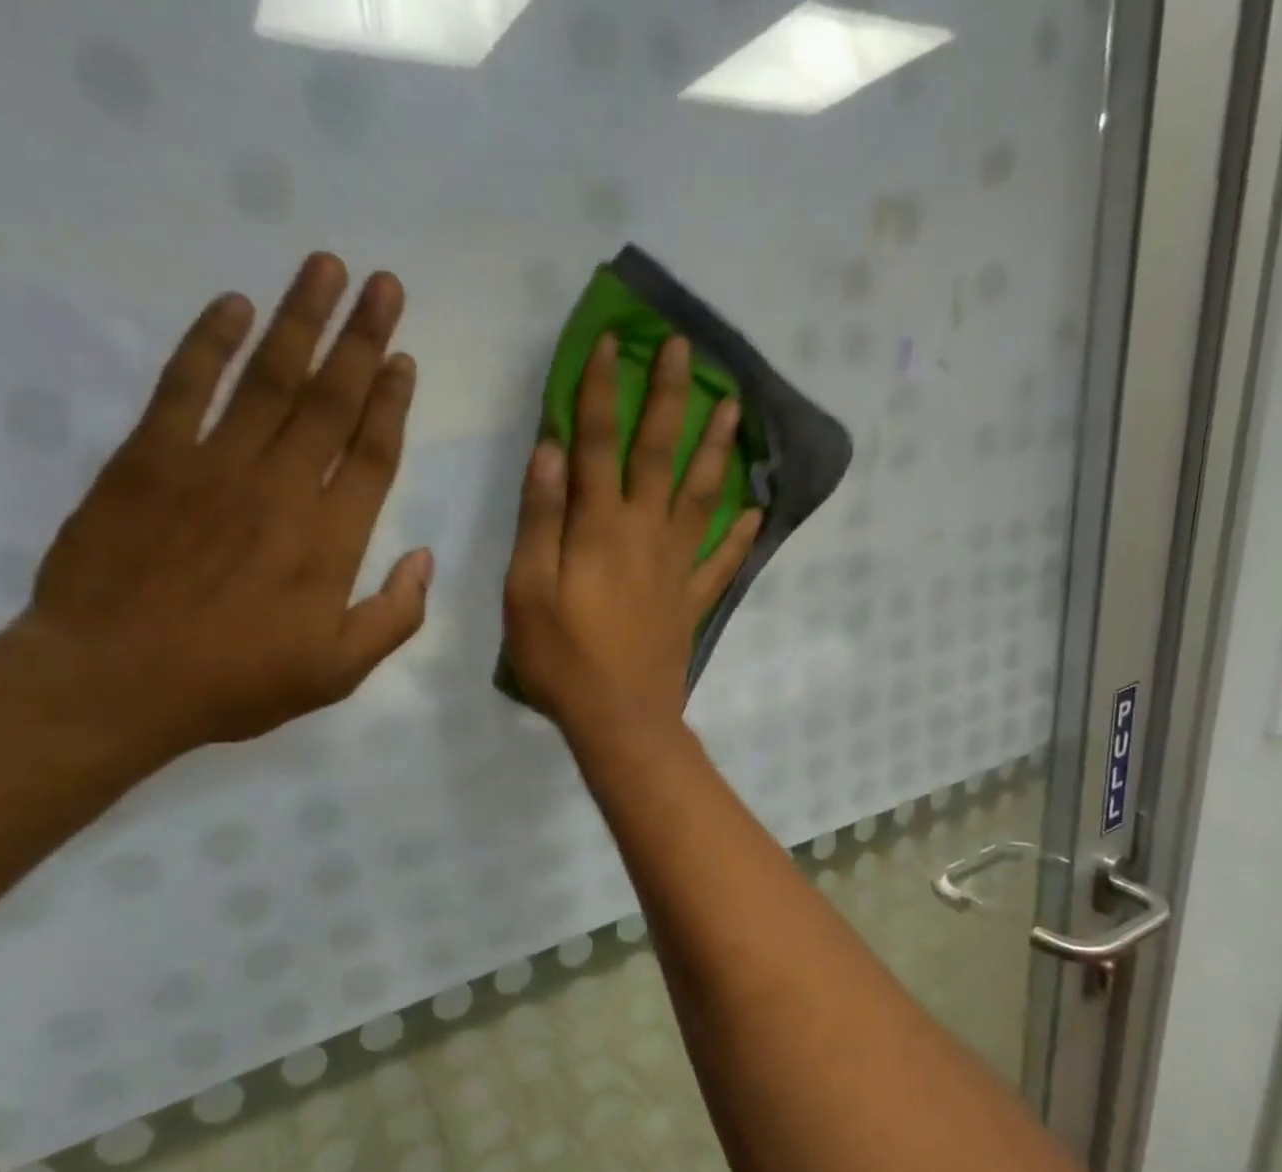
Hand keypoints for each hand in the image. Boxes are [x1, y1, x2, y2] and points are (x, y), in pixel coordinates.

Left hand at [5, 253, 430, 758]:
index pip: (372, 453)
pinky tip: (233, 305)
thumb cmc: (237, 682)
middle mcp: (281, 489)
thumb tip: (425, 559)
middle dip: (361, 339)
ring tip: (325, 268)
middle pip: (330, 401)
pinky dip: (209, 343)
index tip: (404, 357)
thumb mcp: (339, 671)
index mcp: (331, 541)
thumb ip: (394, 616)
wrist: (113, 681)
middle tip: (383, 284)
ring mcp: (212, 467)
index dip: (391, 402)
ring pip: (268, 379)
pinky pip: (184, 386)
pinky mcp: (148, 459)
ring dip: (300, 320)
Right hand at [503, 333, 759, 751]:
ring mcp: (676, 567)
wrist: (619, 719)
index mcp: (599, 526)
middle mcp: (644, 533)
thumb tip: (551, 450)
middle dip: (671, 397)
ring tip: (735, 408)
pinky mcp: (691, 601)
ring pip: (702, 496)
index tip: (612, 342)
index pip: (597, 442)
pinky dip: (739, 536)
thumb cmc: (562, 658)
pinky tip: (755, 513)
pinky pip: (721, 562)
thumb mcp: (527, 589)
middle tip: (687, 350)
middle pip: (661, 453)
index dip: (601, 389)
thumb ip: (539, 518)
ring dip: (717, 449)